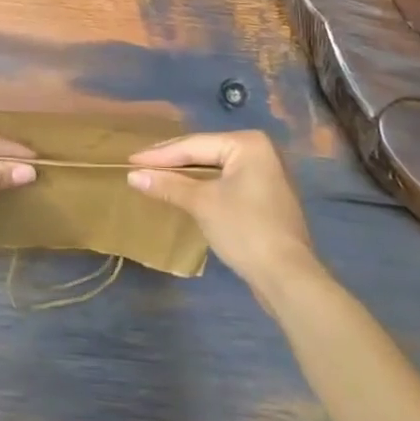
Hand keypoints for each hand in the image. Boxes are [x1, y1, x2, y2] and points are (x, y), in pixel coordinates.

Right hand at [128, 130, 318, 292]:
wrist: (288, 277)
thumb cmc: (245, 230)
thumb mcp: (202, 204)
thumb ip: (168, 185)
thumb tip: (133, 176)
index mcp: (248, 143)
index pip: (194, 145)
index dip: (160, 155)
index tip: (131, 160)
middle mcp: (261, 151)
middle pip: (206, 152)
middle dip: (173, 161)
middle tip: (140, 165)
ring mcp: (266, 174)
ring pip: (216, 168)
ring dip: (187, 174)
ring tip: (157, 175)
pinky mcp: (266, 197)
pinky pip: (227, 182)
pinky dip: (205, 186)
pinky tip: (185, 191)